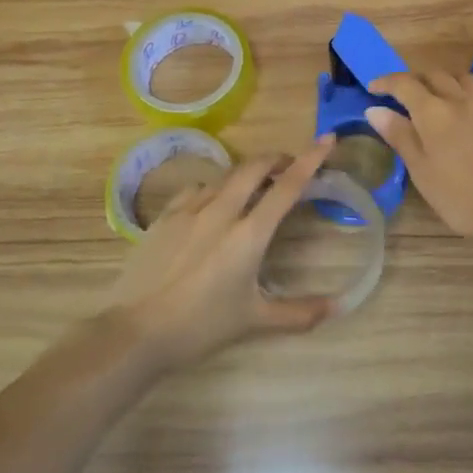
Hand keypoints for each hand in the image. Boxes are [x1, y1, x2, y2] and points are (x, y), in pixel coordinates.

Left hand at [116, 136, 339, 369]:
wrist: (134, 333)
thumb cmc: (200, 327)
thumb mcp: (254, 321)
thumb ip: (298, 313)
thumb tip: (337, 309)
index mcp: (249, 234)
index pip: (287, 187)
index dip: (310, 159)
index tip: (327, 139)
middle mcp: (221, 212)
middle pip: (253, 168)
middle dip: (276, 159)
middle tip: (289, 166)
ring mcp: (189, 211)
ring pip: (224, 176)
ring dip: (245, 175)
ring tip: (253, 187)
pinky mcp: (164, 218)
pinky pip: (195, 190)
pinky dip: (213, 188)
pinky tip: (211, 202)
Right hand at [364, 70, 472, 243]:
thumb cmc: (461, 197)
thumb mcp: (422, 171)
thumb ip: (400, 136)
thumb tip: (374, 109)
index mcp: (433, 112)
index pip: (404, 84)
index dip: (387, 82)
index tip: (373, 88)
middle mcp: (461, 99)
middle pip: (435, 75)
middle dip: (416, 80)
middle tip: (405, 95)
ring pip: (465, 78)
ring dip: (447, 81)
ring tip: (441, 96)